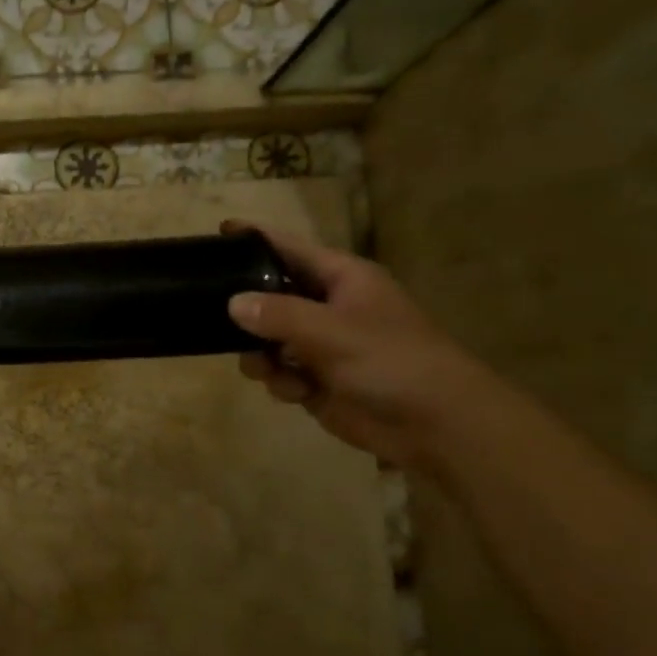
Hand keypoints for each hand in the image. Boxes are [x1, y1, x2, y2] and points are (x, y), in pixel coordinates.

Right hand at [224, 221, 495, 471]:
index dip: (257, 240)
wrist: (436, 424)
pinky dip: (282, 382)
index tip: (220, 230)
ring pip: (267, 340)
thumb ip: (279, 314)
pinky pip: (280, 373)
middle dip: (248, 313)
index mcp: (342, 279)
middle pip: (271, 297)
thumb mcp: (332, 331)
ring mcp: (321, 346)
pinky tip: (297, 393)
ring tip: (266, 369)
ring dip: (261, 356)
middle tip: (220, 322)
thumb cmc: (391, 361)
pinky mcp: (317, 381)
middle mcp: (328, 307)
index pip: (291, 249)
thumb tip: (233, 302)